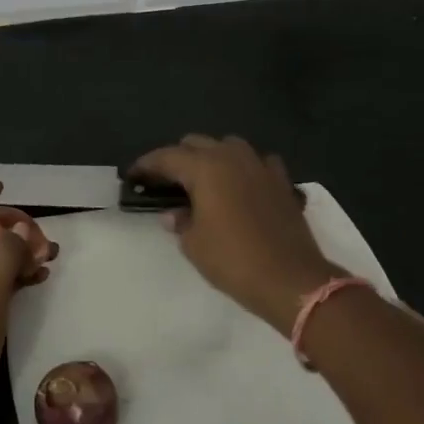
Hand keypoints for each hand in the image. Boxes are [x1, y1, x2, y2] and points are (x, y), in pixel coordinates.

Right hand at [132, 135, 337, 332]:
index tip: (132, 175)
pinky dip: (243, 168)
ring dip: (211, 157)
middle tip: (164, 182)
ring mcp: (261, 166)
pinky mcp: (282, 181)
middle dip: (177, 158)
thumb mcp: (193, 244)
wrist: (291, 280)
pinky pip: (257, 162)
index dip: (146, 165)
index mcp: (205, 168)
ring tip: (201, 180)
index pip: (166, 157)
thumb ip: (179, 221)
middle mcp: (232, 157)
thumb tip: (174, 212)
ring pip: (228, 146)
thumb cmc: (233, 260)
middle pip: (196, 143)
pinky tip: (240, 186)